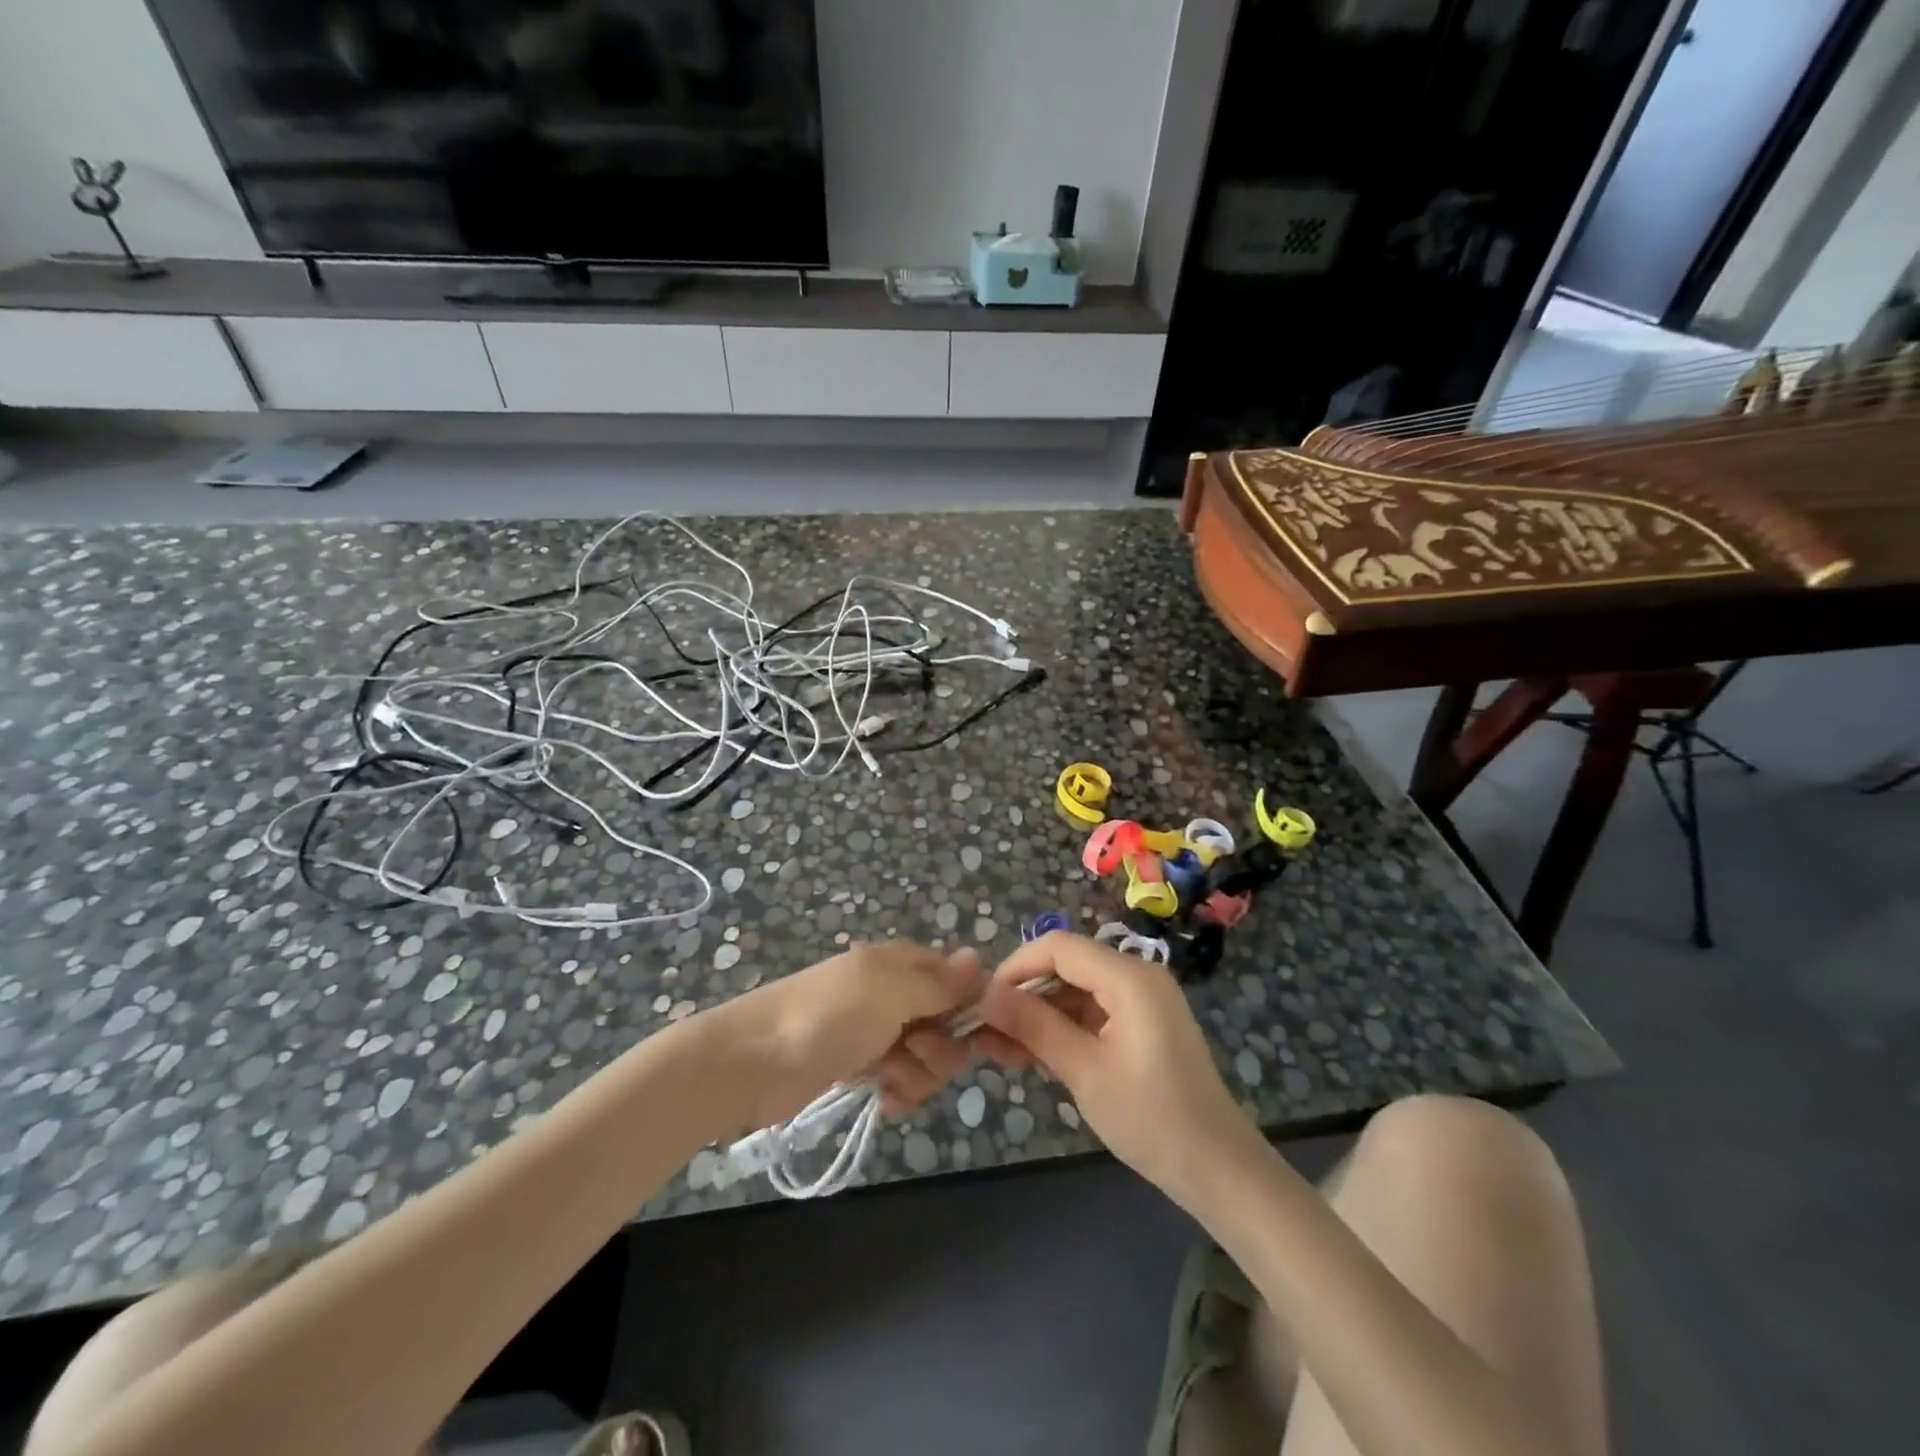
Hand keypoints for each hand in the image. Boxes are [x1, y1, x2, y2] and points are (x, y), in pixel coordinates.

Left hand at [718, 941, 982, 1128]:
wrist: (754, 1061)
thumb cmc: (828, 1017)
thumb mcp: (890, 990)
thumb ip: (939, 981)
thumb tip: (977, 958)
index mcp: (904, 964)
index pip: (961, 981)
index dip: (979, 1011)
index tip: (996, 1044)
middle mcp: (897, 993)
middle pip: (950, 1024)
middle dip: (941, 1049)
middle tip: (912, 1052)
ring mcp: (879, 1030)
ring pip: (929, 1056)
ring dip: (919, 1074)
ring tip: (889, 1080)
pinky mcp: (862, 1065)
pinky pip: (902, 1078)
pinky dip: (900, 1090)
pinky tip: (884, 1099)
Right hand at [974, 932, 1258, 1205]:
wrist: (1218, 1170)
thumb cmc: (1151, 1118)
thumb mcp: (1084, 1071)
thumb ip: (1034, 1026)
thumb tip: (986, 996)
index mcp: (1129, 977)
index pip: (1059, 947)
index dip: (1016, 967)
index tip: (982, 1001)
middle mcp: (1136, 976)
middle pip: (1066, 966)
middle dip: (1023, 995)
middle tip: (984, 1031)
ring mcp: (1141, 1001)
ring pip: (1075, 991)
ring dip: (1037, 1016)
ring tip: (998, 1050)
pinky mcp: (1141, 1025)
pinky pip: (1091, 1012)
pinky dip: (1061, 1029)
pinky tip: (1031, 1055)